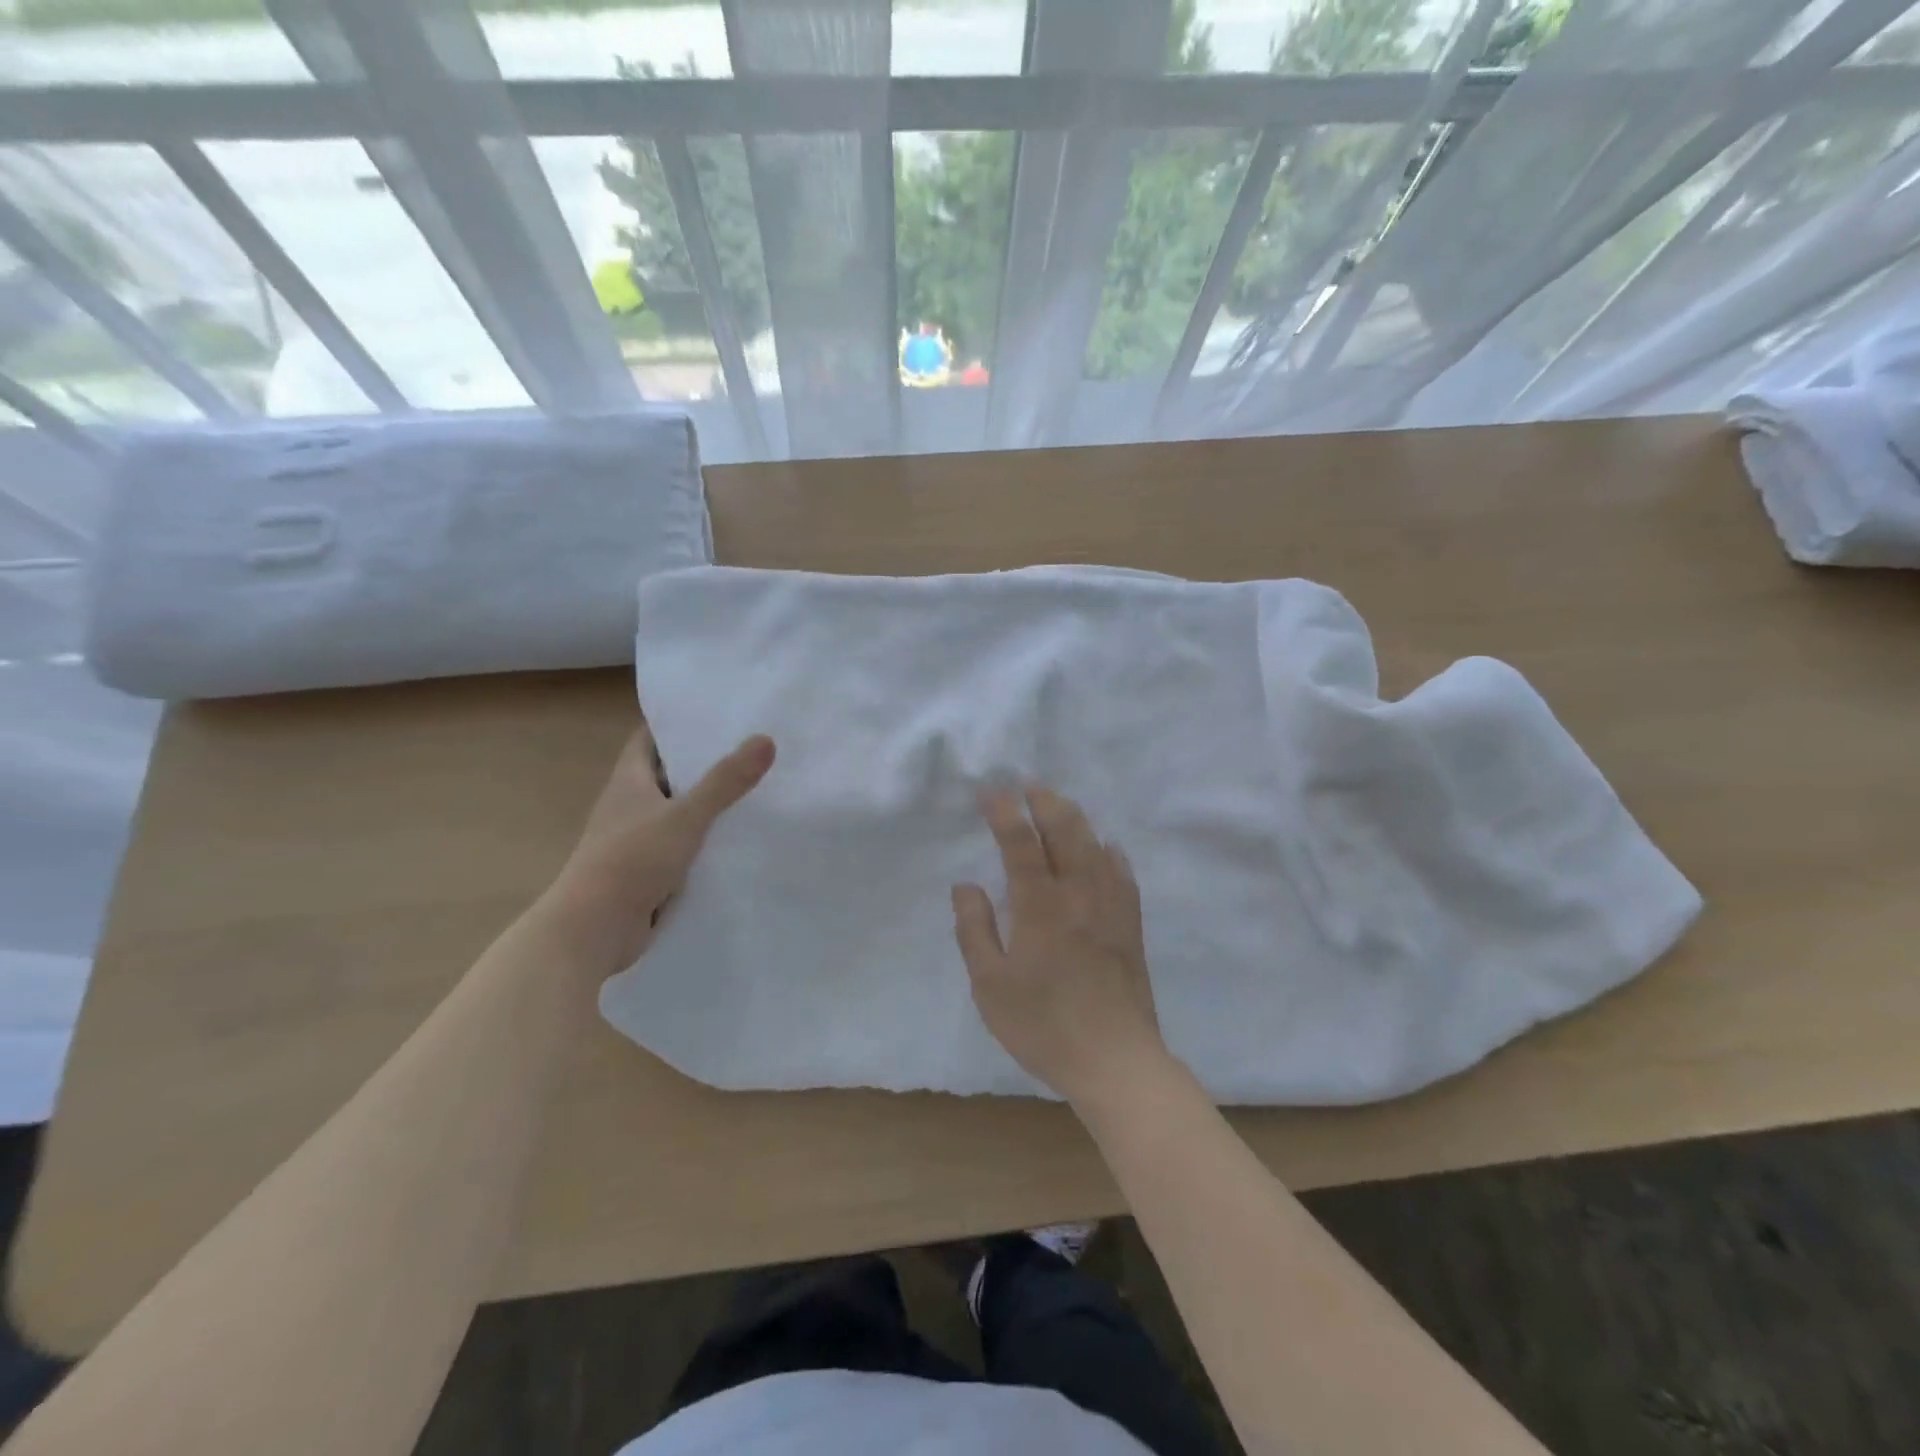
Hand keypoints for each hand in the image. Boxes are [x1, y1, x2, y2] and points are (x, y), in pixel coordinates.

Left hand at [541, 723, 774, 972]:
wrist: (594, 929)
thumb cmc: (632, 860)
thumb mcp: (685, 816)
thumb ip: (726, 781)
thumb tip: (766, 739)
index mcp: (628, 781)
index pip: (650, 739)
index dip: (678, 725)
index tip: (716, 715)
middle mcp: (629, 805)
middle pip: (668, 774)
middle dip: (703, 763)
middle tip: (750, 749)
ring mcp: (637, 840)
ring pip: (678, 812)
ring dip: (707, 804)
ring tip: (755, 789)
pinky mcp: (648, 871)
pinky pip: (682, 846)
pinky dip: (705, 840)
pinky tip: (738, 838)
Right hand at [952, 786, 1168, 1104]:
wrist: (1115, 1060)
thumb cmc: (1043, 1026)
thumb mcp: (990, 986)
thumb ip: (975, 930)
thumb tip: (966, 885)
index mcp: (1040, 907)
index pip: (1021, 844)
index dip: (1005, 812)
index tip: (991, 791)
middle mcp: (1078, 895)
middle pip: (1066, 831)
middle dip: (1045, 801)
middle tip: (1028, 785)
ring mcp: (1110, 907)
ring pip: (1095, 846)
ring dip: (1076, 818)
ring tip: (1060, 804)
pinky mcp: (1130, 924)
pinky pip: (1123, 873)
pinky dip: (1110, 852)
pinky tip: (1105, 847)